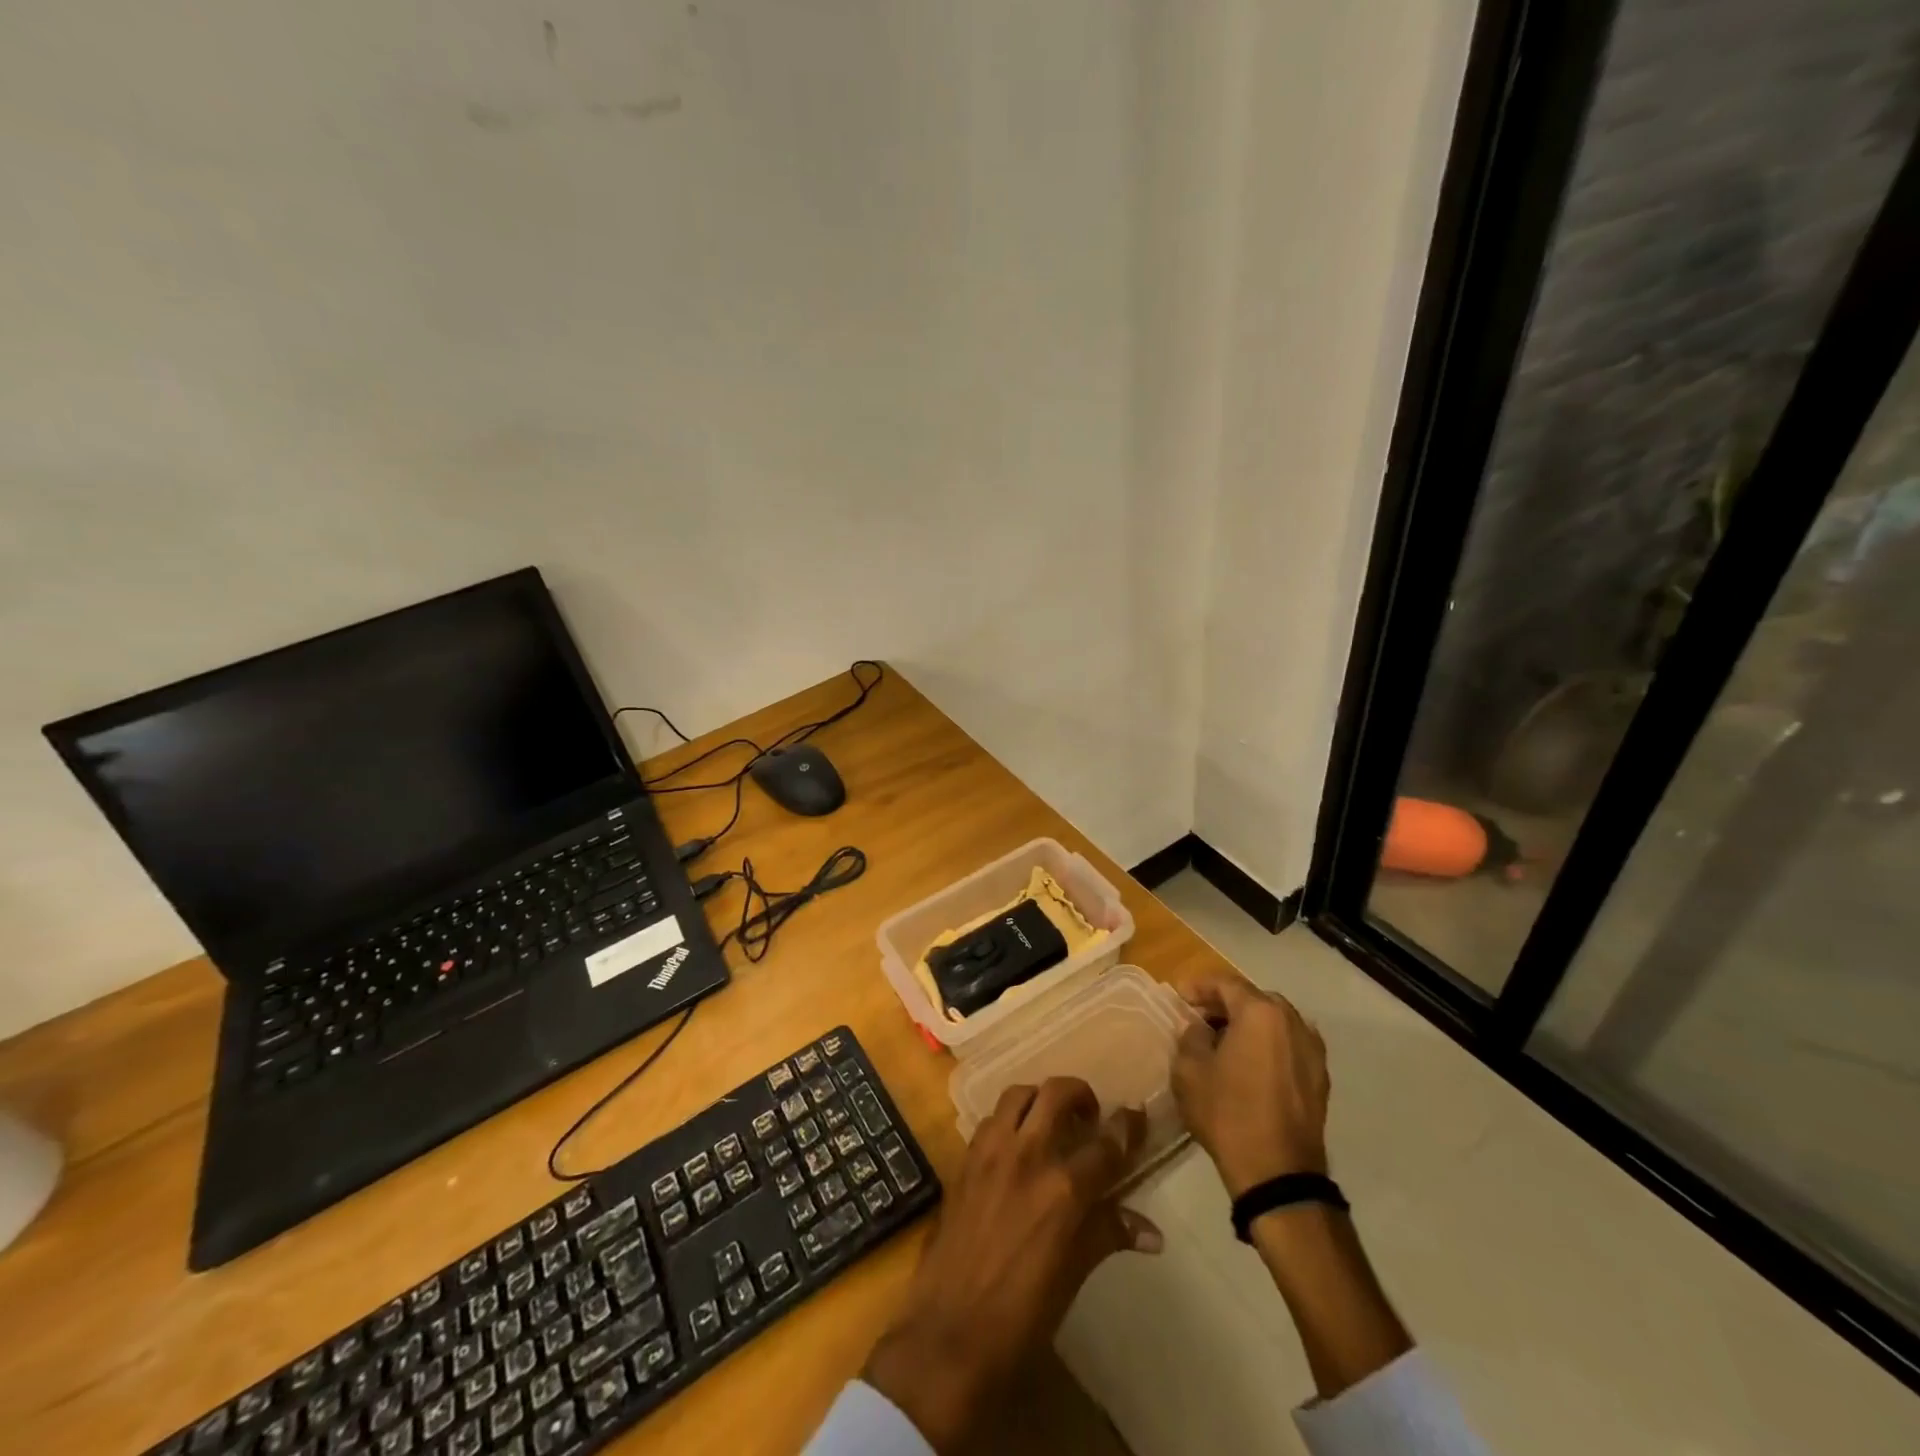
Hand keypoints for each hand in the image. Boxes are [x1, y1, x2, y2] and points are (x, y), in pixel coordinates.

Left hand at [863, 1078, 1160, 1453]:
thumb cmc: (1022, 1317)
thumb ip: (1107, 1235)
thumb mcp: (1073, 1276)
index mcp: (1064, 1189)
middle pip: (1057, 1093)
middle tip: (1089, 1116)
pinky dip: (1009, 1118)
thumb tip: (1153, 1233)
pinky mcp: (965, 1159)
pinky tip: (1016, 1144)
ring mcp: (992, 1152)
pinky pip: (991, 1118)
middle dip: (1080, 1094)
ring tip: (1050, 1120)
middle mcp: (1029, 1155)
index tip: (1137, 1116)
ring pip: (1019, 1094)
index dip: (1127, 1126)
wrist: (949, 1333)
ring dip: (1040, 1098)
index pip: (1107, 1143)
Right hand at [1171, 967, 1330, 1197]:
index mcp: (1260, 1012)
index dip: (1198, 986)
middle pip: (1253, 998)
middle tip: (1200, 1019)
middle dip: (1225, 1004)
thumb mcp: (1189, 1070)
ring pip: (1274, 1021)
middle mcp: (1292, 1021)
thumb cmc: (1227, 1113)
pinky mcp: (1320, 1077)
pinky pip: (1289, 1045)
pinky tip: (1251, 1064)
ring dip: (1249, 1024)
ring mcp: (1312, 1049)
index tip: (1179, 997)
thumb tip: (1199, 1029)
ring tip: (1225, 1042)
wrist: (1278, 1173)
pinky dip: (1269, 1045)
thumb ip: (1191, 1036)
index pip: (1225, 983)